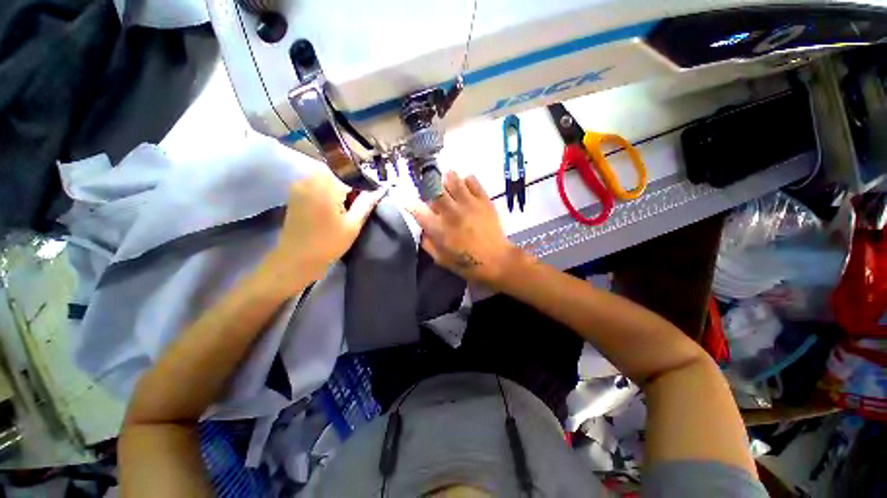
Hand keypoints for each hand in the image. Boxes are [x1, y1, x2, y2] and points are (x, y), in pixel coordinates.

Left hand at [265, 172, 382, 289]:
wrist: (296, 259)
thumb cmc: (328, 243)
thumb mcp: (352, 225)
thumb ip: (366, 203)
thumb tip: (380, 189)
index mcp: (325, 186)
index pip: (349, 170)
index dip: (362, 177)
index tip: (371, 189)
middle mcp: (310, 179)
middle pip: (336, 169)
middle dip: (350, 179)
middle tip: (360, 196)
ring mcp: (300, 185)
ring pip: (326, 174)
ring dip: (339, 183)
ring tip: (349, 201)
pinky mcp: (295, 192)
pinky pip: (316, 181)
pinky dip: (328, 187)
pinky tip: (334, 203)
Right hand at [407, 170, 522, 286]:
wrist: (496, 261)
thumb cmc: (467, 264)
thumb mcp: (440, 259)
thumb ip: (427, 242)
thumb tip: (423, 228)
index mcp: (438, 228)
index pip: (416, 209)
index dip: (410, 204)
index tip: (410, 204)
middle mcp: (450, 212)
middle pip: (433, 187)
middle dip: (429, 187)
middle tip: (433, 194)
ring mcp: (468, 203)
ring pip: (452, 178)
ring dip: (447, 181)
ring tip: (449, 188)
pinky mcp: (483, 200)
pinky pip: (471, 179)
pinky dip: (466, 181)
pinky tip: (466, 190)